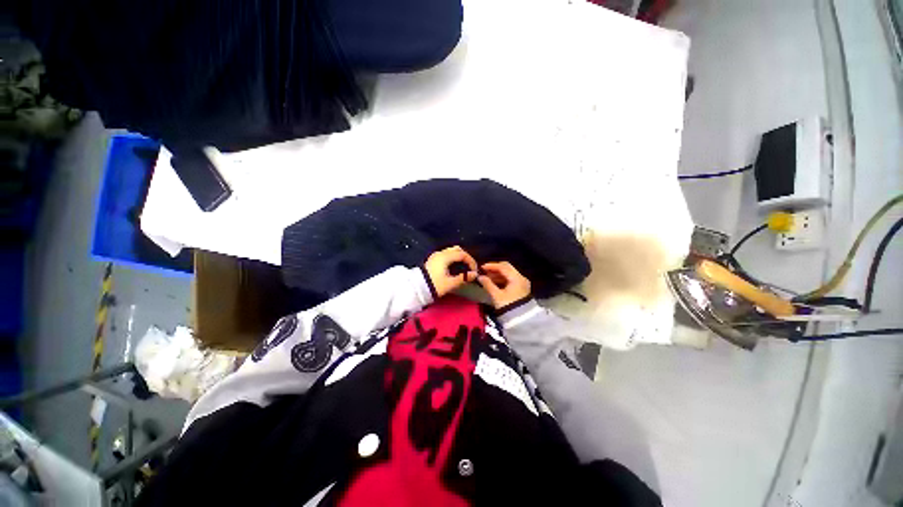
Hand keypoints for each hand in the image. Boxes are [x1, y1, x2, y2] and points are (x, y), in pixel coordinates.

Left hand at [424, 246, 477, 297]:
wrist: (417, 288)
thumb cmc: (434, 285)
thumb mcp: (450, 283)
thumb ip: (463, 278)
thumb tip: (474, 275)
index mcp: (445, 257)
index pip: (462, 254)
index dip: (471, 261)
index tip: (475, 270)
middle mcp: (440, 253)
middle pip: (457, 250)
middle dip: (465, 257)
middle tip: (470, 267)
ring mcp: (435, 256)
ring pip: (451, 251)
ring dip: (459, 257)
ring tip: (463, 267)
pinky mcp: (433, 260)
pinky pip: (446, 254)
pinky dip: (452, 258)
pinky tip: (454, 267)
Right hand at [477, 262, 531, 309]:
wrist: (522, 320)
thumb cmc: (508, 306)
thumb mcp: (496, 295)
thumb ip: (488, 284)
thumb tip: (480, 277)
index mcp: (516, 277)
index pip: (503, 267)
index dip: (491, 266)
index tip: (481, 267)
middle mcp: (521, 277)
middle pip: (507, 268)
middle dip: (495, 269)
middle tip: (484, 272)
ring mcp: (522, 283)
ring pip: (508, 274)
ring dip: (498, 274)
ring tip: (487, 278)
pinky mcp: (521, 288)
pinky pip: (510, 279)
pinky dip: (502, 279)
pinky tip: (494, 283)